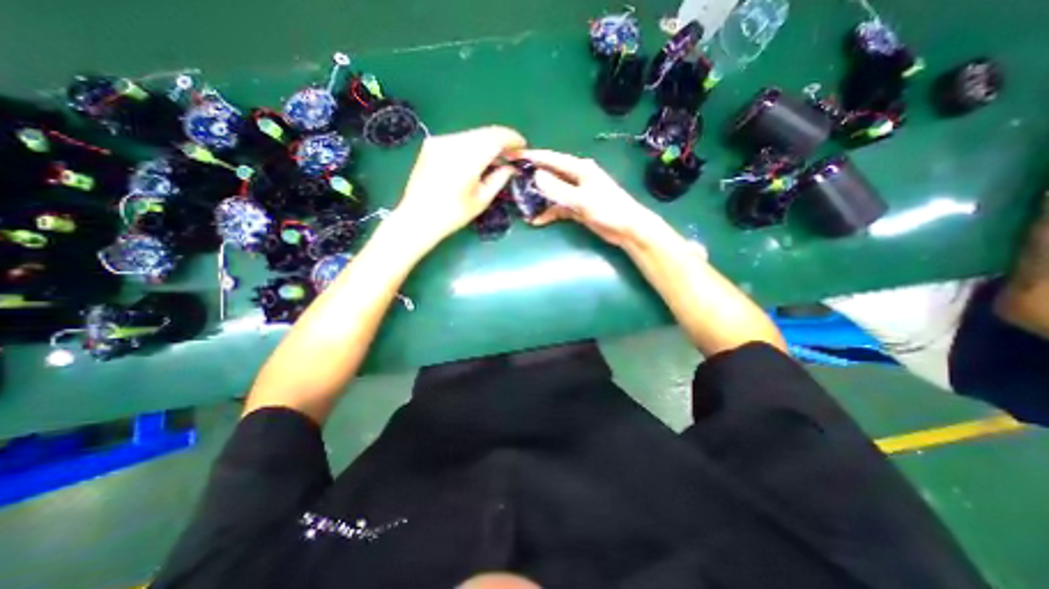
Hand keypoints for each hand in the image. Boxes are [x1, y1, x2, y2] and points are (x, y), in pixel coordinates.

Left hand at [391, 126, 528, 248]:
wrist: (418, 218)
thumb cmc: (452, 214)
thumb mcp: (481, 200)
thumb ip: (499, 178)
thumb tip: (511, 166)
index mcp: (467, 159)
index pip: (496, 138)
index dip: (512, 139)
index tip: (522, 146)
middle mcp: (453, 143)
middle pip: (484, 133)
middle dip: (501, 140)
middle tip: (511, 153)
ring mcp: (440, 141)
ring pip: (472, 134)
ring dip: (487, 142)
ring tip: (496, 157)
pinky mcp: (432, 144)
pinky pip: (459, 139)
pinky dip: (472, 144)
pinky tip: (477, 158)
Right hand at [515, 150, 652, 248]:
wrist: (627, 229)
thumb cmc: (609, 210)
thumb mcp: (582, 200)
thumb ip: (559, 189)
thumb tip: (536, 175)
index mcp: (579, 168)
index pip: (550, 159)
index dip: (531, 157)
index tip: (512, 157)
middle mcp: (576, 177)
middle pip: (549, 174)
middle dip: (531, 178)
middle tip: (511, 182)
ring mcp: (576, 193)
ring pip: (552, 192)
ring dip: (538, 199)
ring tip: (521, 205)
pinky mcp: (577, 207)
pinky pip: (558, 207)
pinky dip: (548, 213)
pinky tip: (537, 221)